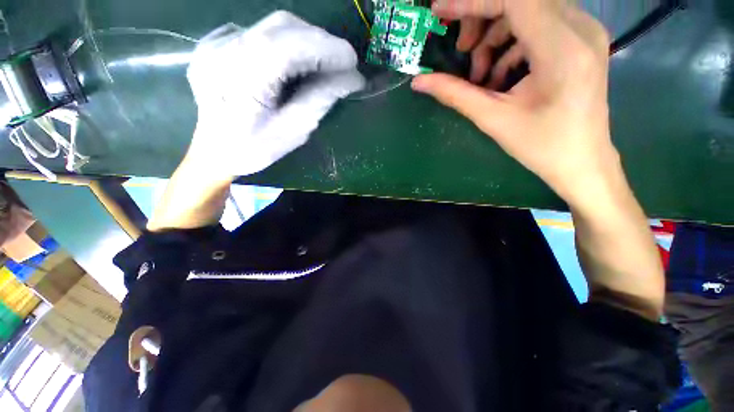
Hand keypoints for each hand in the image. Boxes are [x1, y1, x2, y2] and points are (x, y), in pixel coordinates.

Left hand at [186, 11, 364, 178]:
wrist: (213, 152)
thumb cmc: (254, 149)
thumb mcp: (293, 131)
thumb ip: (320, 100)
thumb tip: (351, 79)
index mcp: (241, 79)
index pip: (290, 46)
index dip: (327, 48)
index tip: (352, 62)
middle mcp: (224, 50)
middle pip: (282, 26)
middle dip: (320, 41)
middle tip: (341, 64)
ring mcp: (216, 42)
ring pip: (273, 25)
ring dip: (305, 41)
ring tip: (322, 63)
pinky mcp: (216, 42)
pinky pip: (260, 33)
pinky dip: (286, 43)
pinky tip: (293, 63)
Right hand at [411, 0, 615, 209]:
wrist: (582, 161)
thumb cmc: (541, 146)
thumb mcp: (492, 119)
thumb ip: (455, 94)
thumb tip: (419, 81)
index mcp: (562, 48)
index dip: (472, 2)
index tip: (440, 12)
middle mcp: (580, 28)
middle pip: (519, 0)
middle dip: (481, 20)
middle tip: (462, 53)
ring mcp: (584, 31)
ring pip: (528, 10)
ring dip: (495, 36)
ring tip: (480, 74)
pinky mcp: (581, 41)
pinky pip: (539, 25)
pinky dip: (511, 44)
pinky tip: (501, 75)